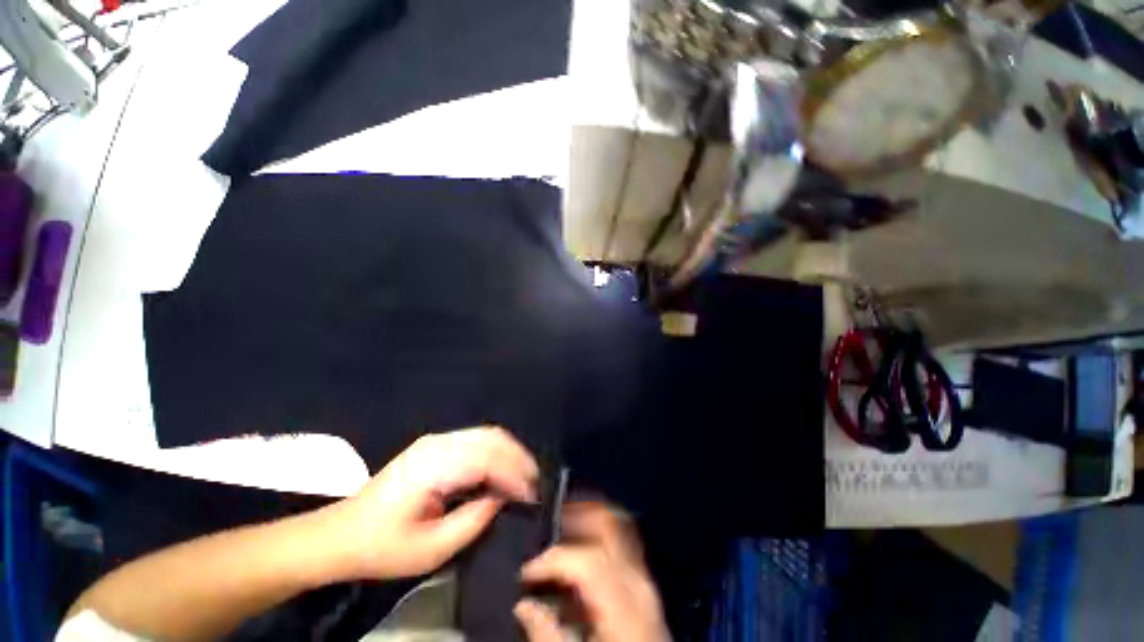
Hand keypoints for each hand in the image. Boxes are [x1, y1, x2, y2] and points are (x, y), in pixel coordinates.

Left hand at [326, 426, 538, 580]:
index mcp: (434, 467)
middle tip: (533, 483)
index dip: (514, 475)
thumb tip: (503, 498)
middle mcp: (438, 444)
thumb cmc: (384, 547)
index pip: (487, 460)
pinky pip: (476, 439)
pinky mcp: (435, 444)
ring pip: (487, 434)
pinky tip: (502, 469)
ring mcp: (436, 440)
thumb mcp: (432, 549)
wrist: (342, 533)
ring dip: (509, 452)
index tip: (531, 495)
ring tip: (523, 475)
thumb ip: (473, 520)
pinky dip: (496, 451)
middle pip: (491, 438)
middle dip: (518, 458)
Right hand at [514, 502, 669, 641]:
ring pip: (617, 529)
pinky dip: (598, 541)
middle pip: (610, 524)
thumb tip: (523, 606)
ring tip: (561, 532)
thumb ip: (547, 636)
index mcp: (624, 602)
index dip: (552, 559)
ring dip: (588, 524)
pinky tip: (579, 561)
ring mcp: (645, 582)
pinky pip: (621, 548)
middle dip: (578, 513)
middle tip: (550, 519)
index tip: (527, 572)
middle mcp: (638, 582)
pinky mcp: (645, 589)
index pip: (586, 558)